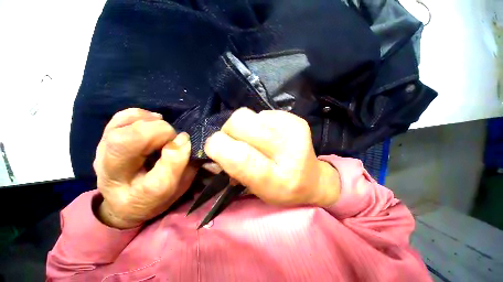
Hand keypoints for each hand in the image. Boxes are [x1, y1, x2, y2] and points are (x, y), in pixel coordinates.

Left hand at [93, 108, 196, 228]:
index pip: (158, 174)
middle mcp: (115, 177)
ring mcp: (103, 155)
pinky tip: (152, 122)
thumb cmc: (156, 195)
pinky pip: (119, 118)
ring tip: (162, 132)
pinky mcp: (104, 140)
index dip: (177, 153)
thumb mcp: (178, 185)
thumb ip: (184, 165)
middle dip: (160, 133)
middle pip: (126, 144)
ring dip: (150, 124)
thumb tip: (183, 139)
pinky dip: (139, 115)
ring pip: (121, 127)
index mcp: (140, 196)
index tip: (186, 144)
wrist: (124, 201)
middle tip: (172, 139)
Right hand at [204, 108, 339, 206]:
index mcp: (276, 179)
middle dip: (228, 130)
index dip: (219, 147)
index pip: (240, 156)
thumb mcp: (254, 189)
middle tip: (234, 140)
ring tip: (253, 138)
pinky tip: (268, 133)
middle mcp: (288, 152)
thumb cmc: (280, 188)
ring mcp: (294, 131)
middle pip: (241, 123)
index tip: (213, 146)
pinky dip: (258, 122)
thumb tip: (213, 153)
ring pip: (249, 115)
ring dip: (243, 126)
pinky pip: (262, 113)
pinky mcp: (296, 119)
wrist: (312, 179)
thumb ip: (231, 170)